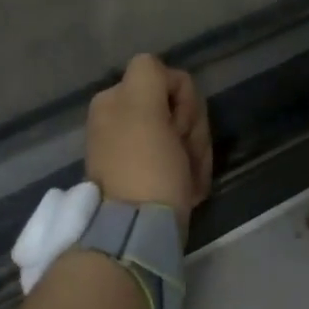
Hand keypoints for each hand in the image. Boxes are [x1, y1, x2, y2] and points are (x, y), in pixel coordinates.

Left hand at [86, 54, 212, 239]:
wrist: (137, 235)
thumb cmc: (146, 167)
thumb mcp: (144, 105)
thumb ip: (151, 73)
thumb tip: (164, 78)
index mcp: (114, 100)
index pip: (172, 80)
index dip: (185, 103)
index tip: (178, 129)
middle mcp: (119, 120)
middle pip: (179, 109)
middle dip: (191, 132)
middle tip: (185, 158)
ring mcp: (132, 151)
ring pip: (184, 136)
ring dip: (193, 155)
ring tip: (188, 181)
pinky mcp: (145, 179)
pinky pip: (179, 163)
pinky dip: (188, 174)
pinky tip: (187, 191)